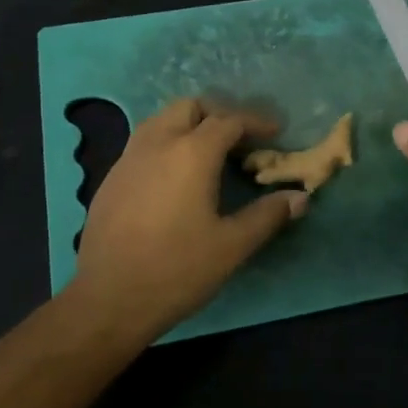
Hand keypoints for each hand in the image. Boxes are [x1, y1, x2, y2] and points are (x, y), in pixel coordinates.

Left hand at [71, 98, 307, 335]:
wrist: (108, 300)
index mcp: (191, 153)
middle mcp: (157, 144)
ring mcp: (128, 159)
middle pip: (190, 107)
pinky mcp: (110, 179)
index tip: (275, 133)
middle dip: (219, 115)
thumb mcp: (232, 246)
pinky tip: (175, 178)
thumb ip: (268, 216)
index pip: (229, 120)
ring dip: (189, 125)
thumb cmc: (177, 270)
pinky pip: (143, 144)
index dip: (256, 122)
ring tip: (209, 154)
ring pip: (161, 120)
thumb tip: (299, 198)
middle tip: (240, 140)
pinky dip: (166, 144)